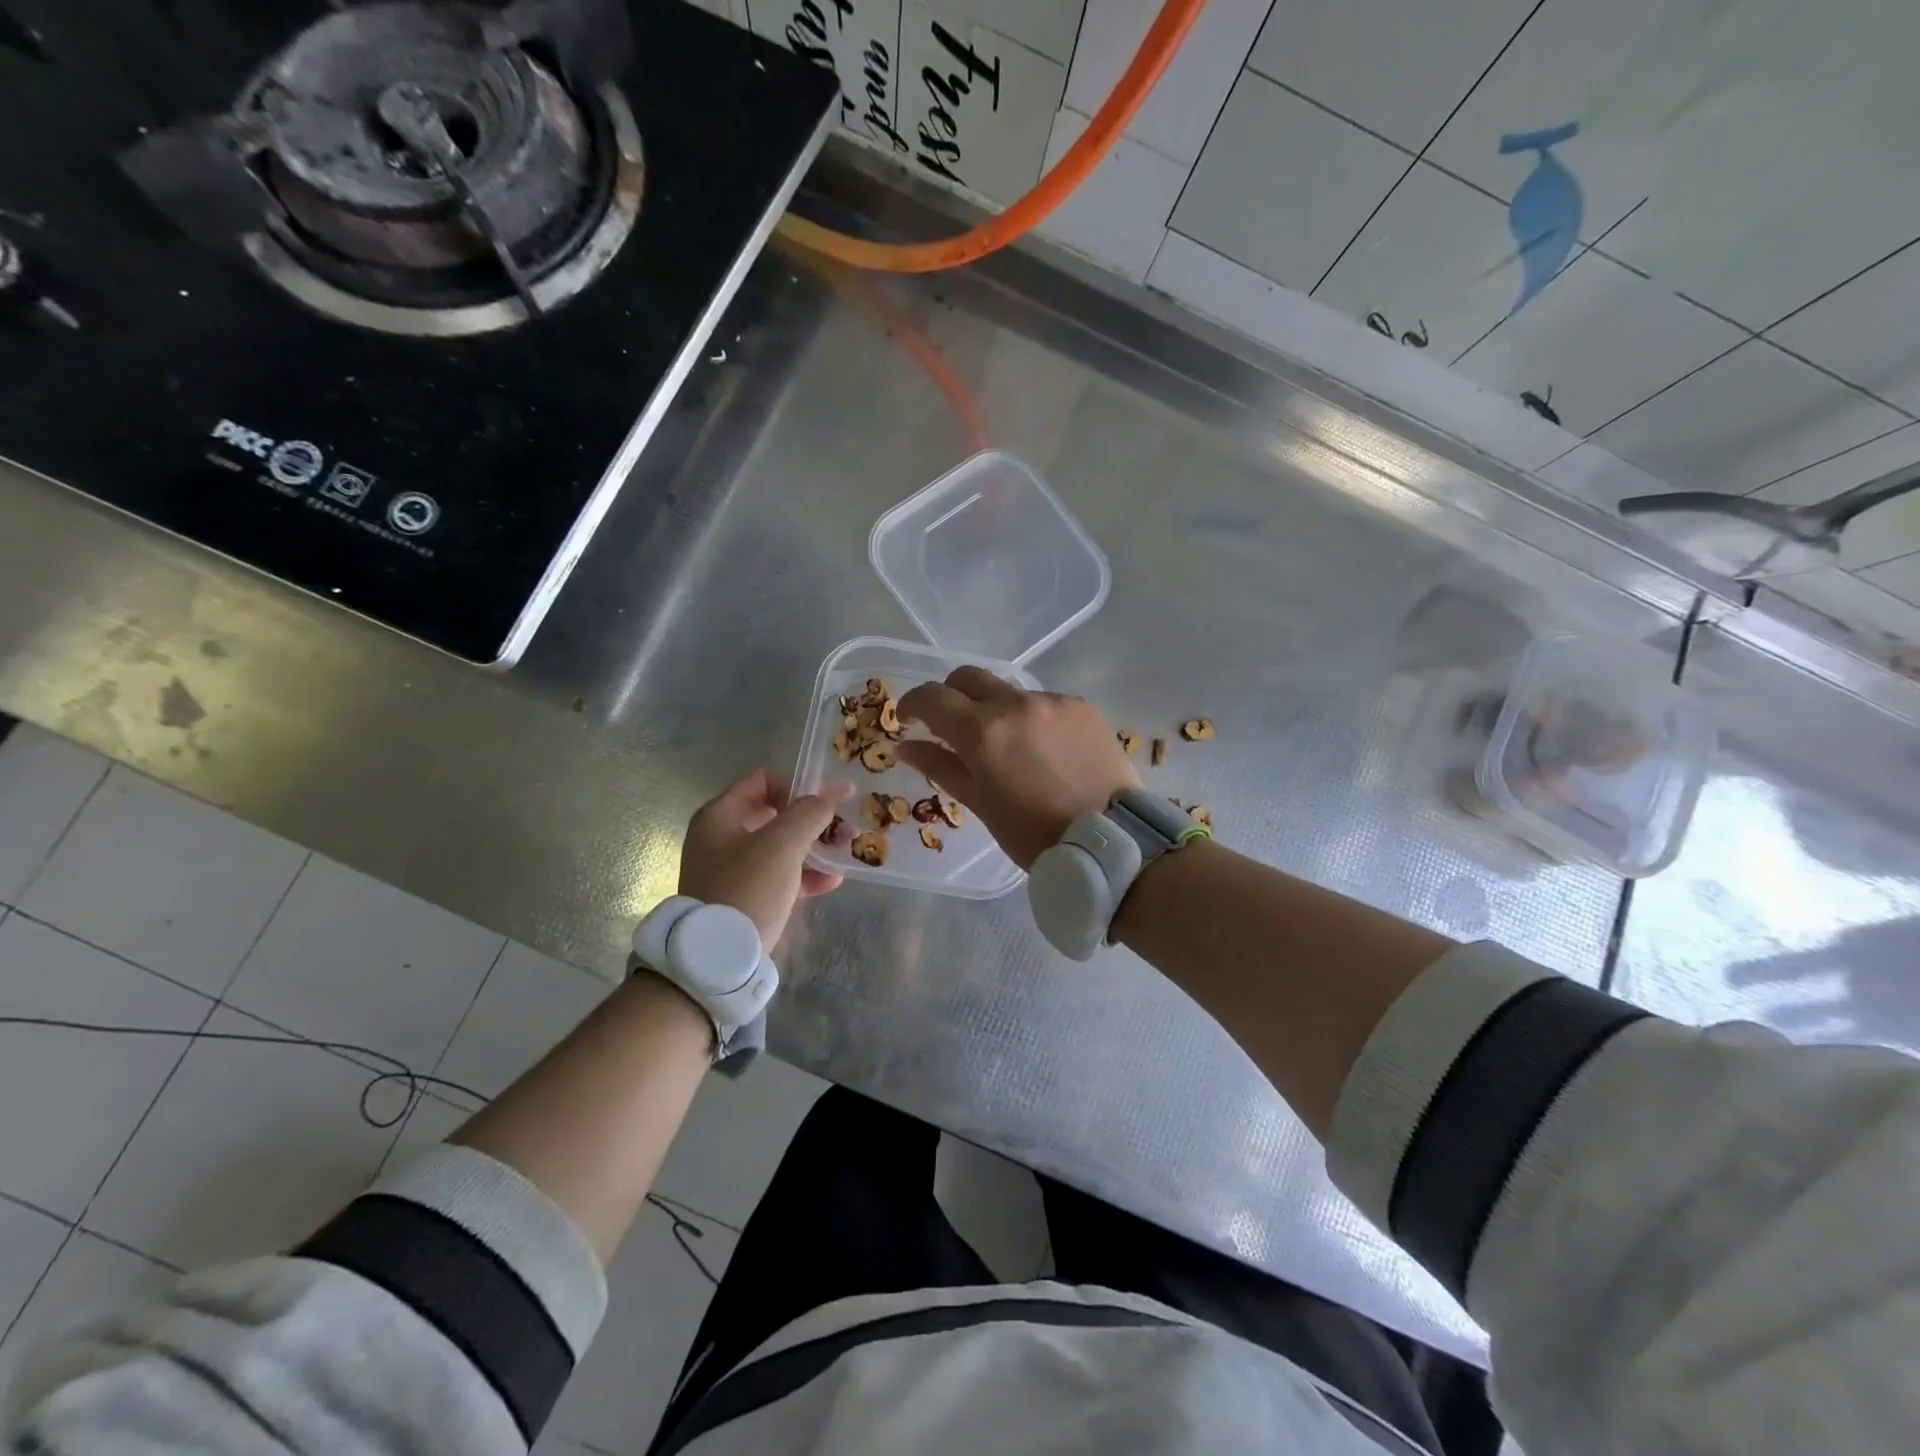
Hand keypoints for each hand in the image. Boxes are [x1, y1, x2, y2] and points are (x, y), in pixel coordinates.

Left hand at [679, 770, 852, 947]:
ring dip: (814, 847)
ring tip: (844, 853)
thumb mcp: (782, 844)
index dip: (799, 786)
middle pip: (775, 815)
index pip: (764, 781)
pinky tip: (832, 881)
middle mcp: (721, 838)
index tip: (828, 803)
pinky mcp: (743, 898)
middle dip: (813, 820)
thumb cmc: (748, 888)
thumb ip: (809, 812)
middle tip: (843, 829)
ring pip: (780, 847)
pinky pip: (779, 876)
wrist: (719, 958)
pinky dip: (804, 875)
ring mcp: (731, 870)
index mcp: (720, 815)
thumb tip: (828, 798)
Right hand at [897, 668, 1139, 868]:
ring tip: (1010, 747)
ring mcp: (1052, 701)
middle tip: (952, 724)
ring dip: (997, 710)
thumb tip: (906, 747)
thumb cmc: (1034, 833)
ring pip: (1010, 691)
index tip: (909, 718)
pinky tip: (1046, 751)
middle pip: (968, 677)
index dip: (913, 703)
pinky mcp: (1082, 706)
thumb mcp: (980, 804)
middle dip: (952, 695)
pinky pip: (1045, 703)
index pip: (932, 697)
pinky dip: (1034, 720)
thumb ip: (941, 767)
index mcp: (982, 732)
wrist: (1109, 840)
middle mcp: (1015, 704)